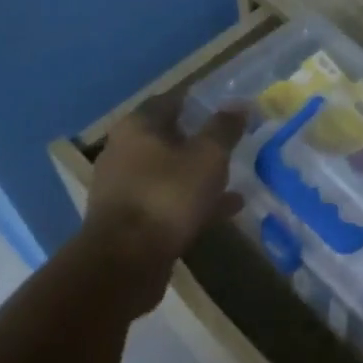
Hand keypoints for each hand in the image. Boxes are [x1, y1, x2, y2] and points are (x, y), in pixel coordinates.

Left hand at [85, 90, 245, 285]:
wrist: (124, 262)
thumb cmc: (167, 196)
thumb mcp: (207, 157)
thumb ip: (224, 128)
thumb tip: (239, 104)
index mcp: (138, 126)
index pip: (171, 100)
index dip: (200, 102)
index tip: (228, 109)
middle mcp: (124, 150)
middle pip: (168, 137)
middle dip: (200, 140)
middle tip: (233, 144)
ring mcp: (123, 187)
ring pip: (169, 172)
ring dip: (199, 174)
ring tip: (235, 179)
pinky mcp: (129, 219)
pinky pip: (167, 200)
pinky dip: (193, 201)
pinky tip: (225, 210)